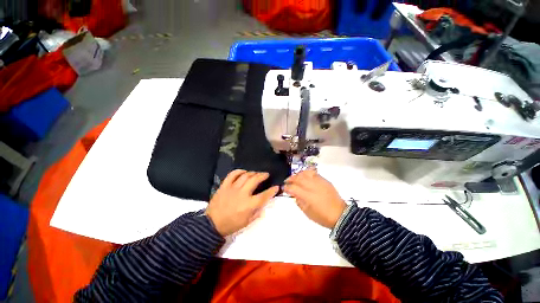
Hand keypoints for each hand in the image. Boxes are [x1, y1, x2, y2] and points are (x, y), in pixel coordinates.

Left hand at [206, 170, 278, 235]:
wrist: (212, 224)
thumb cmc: (231, 225)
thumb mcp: (247, 222)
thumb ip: (257, 212)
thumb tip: (263, 204)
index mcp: (249, 205)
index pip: (264, 195)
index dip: (272, 191)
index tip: (276, 187)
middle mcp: (242, 194)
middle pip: (255, 180)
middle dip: (263, 175)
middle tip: (266, 174)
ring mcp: (232, 188)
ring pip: (245, 175)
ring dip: (253, 173)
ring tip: (256, 173)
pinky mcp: (224, 185)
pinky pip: (232, 174)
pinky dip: (239, 171)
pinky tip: (243, 172)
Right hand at [284, 169, 346, 228]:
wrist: (340, 215)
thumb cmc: (322, 216)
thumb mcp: (307, 212)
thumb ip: (299, 202)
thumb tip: (295, 194)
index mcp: (307, 196)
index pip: (293, 188)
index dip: (287, 188)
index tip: (284, 188)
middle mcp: (312, 186)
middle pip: (298, 178)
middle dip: (290, 179)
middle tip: (287, 181)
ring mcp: (319, 182)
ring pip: (305, 173)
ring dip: (298, 174)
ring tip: (295, 177)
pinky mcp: (324, 180)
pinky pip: (313, 173)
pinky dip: (306, 173)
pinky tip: (304, 175)